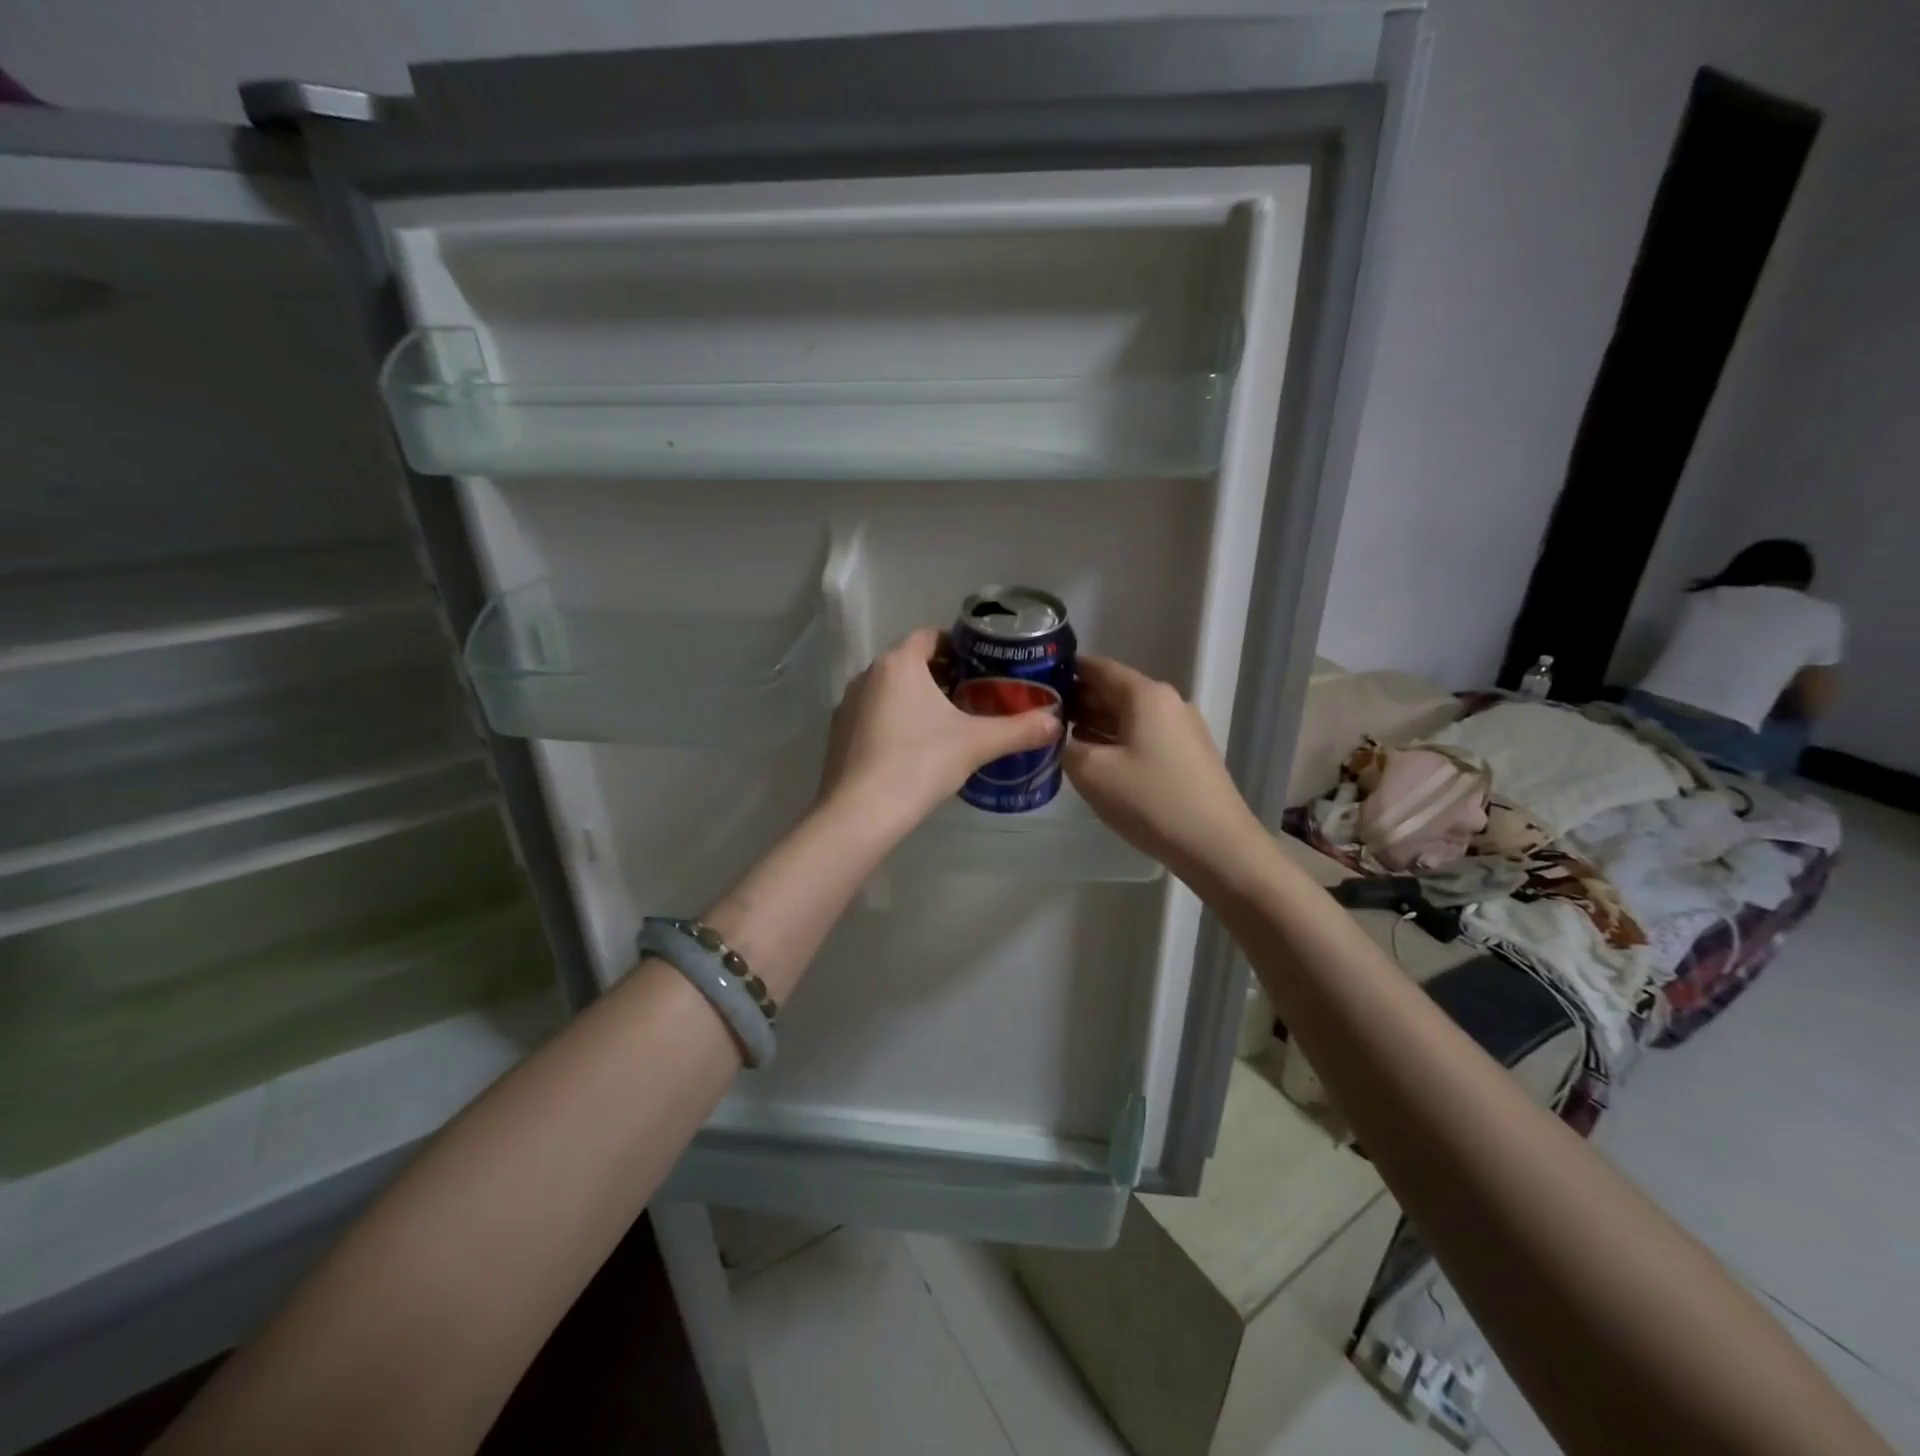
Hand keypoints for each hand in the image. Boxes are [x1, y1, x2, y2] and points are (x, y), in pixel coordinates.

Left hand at [817, 627, 1060, 833]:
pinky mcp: (839, 733)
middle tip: (975, 694)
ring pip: (891, 690)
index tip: (983, 665)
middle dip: (942, 674)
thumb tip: (1056, 722)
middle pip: (911, 663)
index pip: (931, 637)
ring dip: (918, 698)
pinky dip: (896, 720)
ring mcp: (848, 705)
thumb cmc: (920, 763)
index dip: (959, 646)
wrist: (861, 813)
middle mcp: (868, 675)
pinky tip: (916, 747)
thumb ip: (1019, 730)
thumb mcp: (976, 744)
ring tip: (950, 721)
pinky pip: (874, 714)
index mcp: (899, 664)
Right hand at [1064, 655, 1266, 889]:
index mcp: (1145, 695)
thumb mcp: (1091, 773)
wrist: (1217, 846)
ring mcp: (1182, 728)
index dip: (1065, 671)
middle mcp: (1167, 702)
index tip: (1034, 683)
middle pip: (1114, 690)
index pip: (1098, 667)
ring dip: (1096, 723)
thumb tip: (1061, 737)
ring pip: (1129, 715)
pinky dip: (1117, 740)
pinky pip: (1144, 736)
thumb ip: (1066, 746)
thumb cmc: (1151, 801)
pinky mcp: (1188, 754)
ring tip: (1061, 738)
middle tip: (1041, 717)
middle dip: (1078, 700)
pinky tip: (1097, 759)